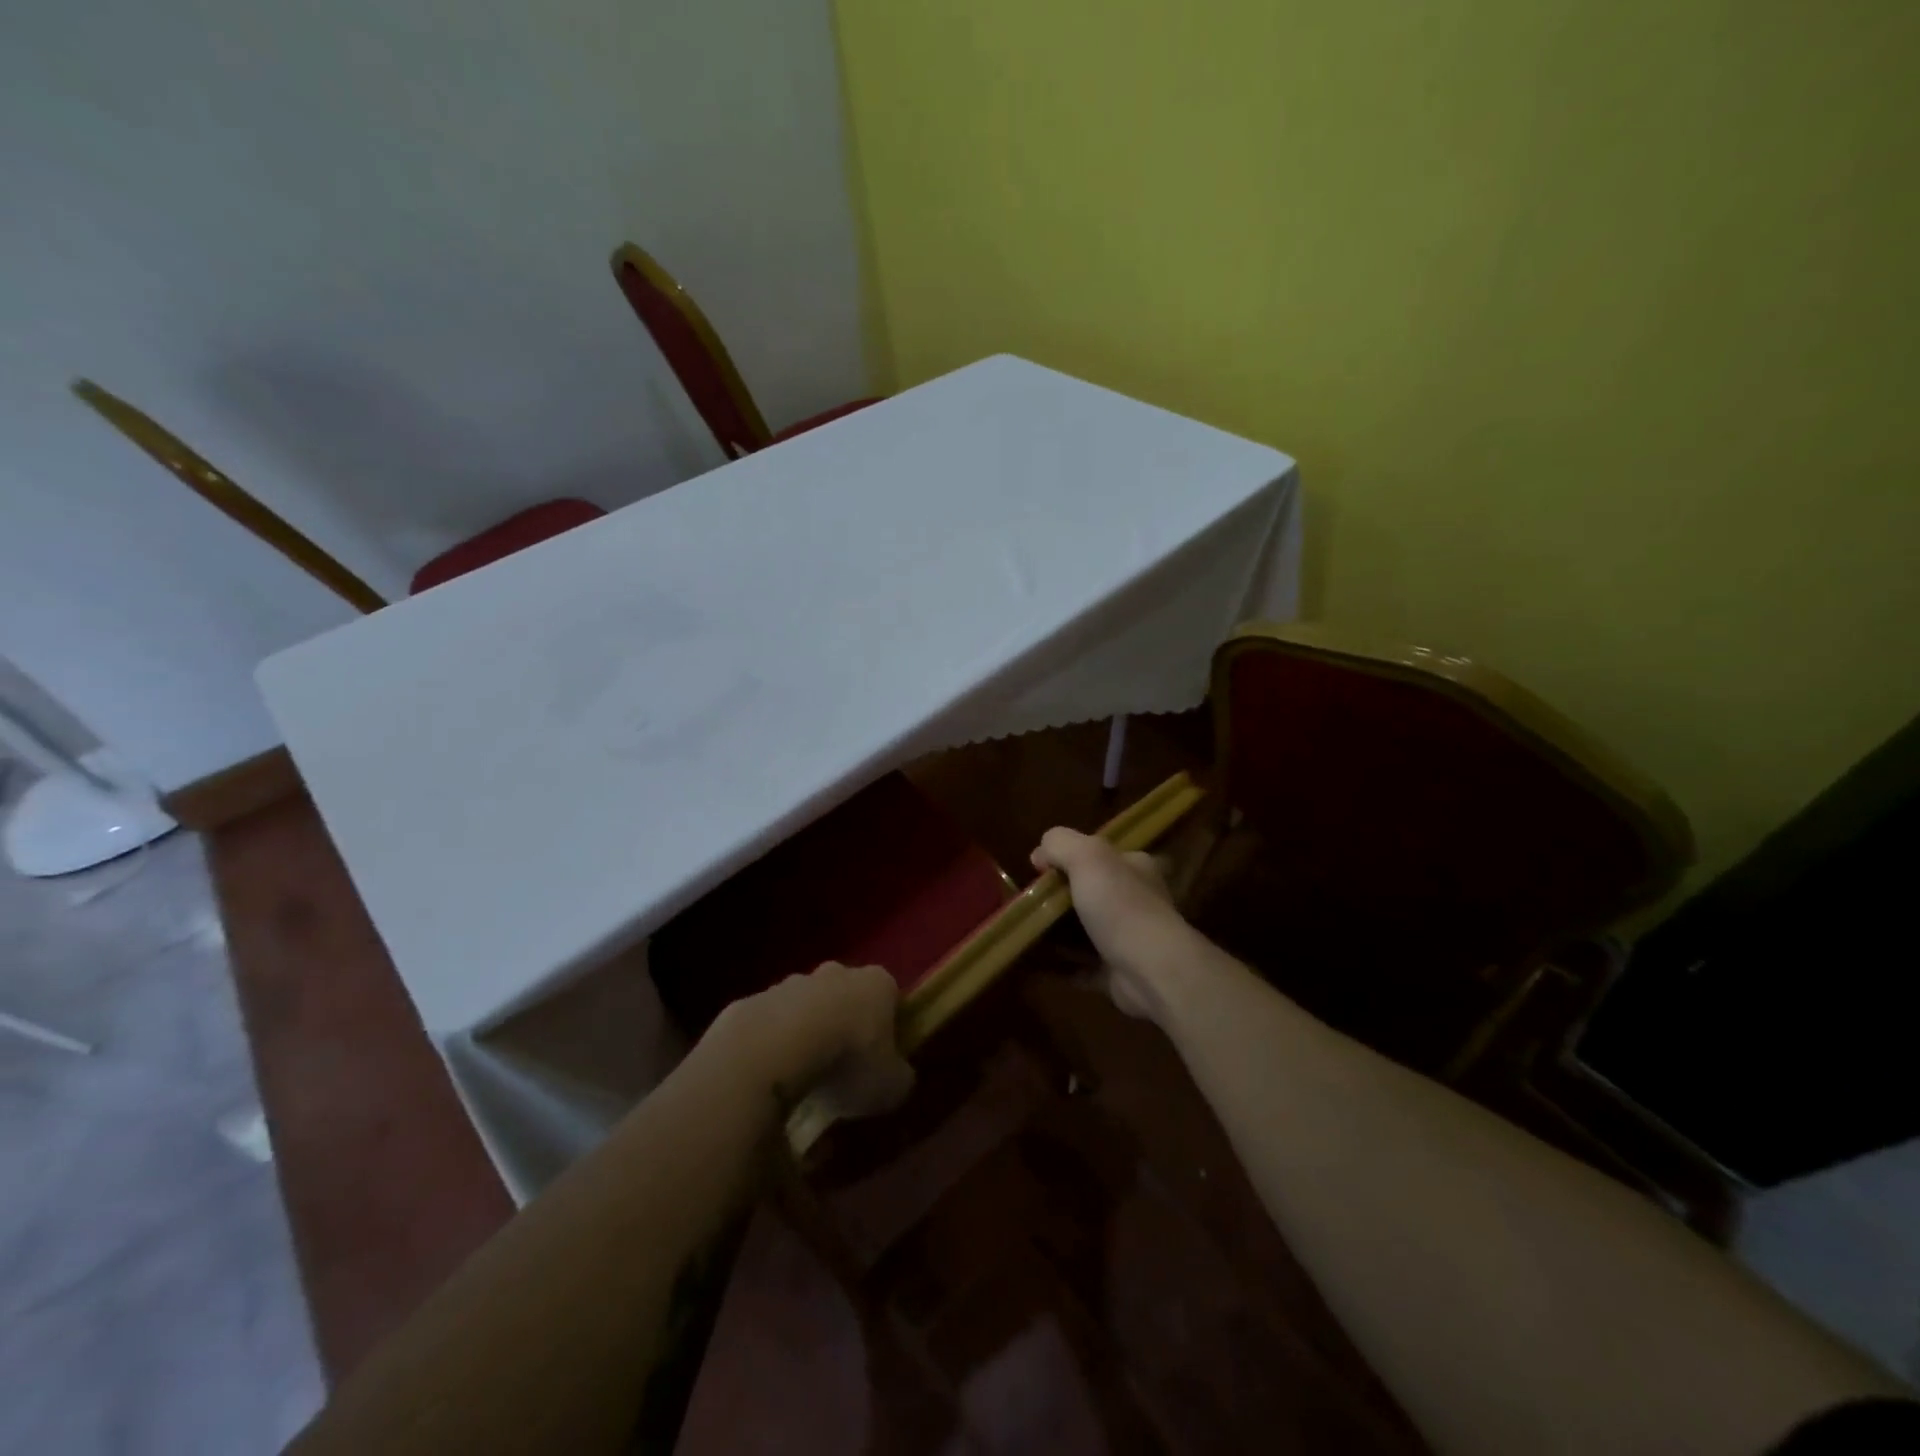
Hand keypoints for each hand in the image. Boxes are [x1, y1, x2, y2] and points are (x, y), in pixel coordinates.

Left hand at [708, 962, 914, 1119]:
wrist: (774, 1049)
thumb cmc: (847, 1061)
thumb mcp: (890, 1086)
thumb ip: (899, 1078)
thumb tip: (896, 1078)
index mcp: (877, 984)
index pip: (889, 996)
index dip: (888, 1026)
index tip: (881, 1057)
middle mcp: (836, 973)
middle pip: (845, 994)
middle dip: (844, 1023)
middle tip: (841, 1066)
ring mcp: (791, 983)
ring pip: (804, 1006)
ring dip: (805, 1032)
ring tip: (801, 1077)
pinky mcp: (753, 1000)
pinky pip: (768, 1023)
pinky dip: (771, 1044)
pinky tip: (769, 1077)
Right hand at [1031, 828, 1195, 1025]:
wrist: (1151, 971)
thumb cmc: (1121, 906)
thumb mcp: (1088, 856)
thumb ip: (1061, 843)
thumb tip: (1040, 854)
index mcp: (1134, 867)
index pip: (1098, 854)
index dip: (1067, 857)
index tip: (1038, 870)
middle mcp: (1136, 900)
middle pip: (1090, 892)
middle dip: (1059, 898)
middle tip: (1029, 903)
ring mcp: (1128, 938)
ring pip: (1085, 930)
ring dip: (1058, 933)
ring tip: (1026, 932)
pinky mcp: (1118, 973)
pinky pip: (1083, 966)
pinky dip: (1062, 965)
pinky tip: (1037, 963)